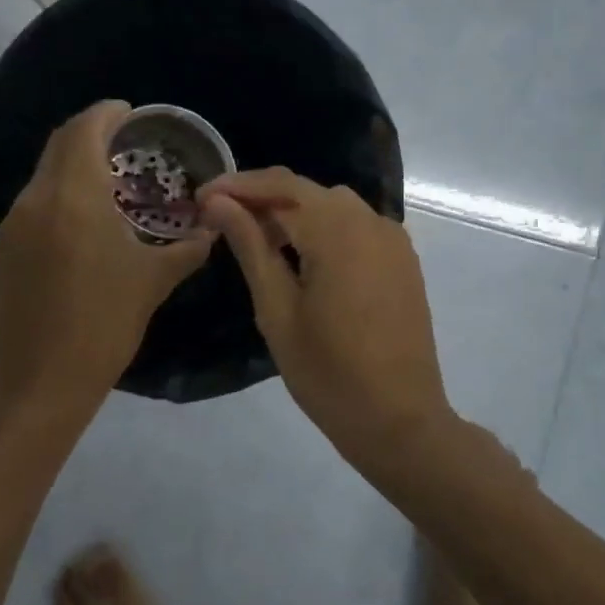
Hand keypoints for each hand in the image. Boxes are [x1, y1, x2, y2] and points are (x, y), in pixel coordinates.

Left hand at [0, 100, 212, 417]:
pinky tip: (83, 221)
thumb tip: (212, 228)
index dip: (106, 113)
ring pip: (44, 174)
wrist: (40, 381)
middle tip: (124, 142)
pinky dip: (59, 195)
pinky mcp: (4, 249)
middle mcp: (37, 200)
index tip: (130, 113)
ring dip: (73, 165)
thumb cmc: (104, 325)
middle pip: (59, 145)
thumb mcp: (154, 282)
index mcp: (74, 198)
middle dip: (90, 133)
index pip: (84, 130)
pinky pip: (34, 203)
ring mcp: (14, 224)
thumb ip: (187, 248)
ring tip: (109, 181)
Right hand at [198, 168, 453, 462]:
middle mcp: (371, 221)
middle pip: (308, 190)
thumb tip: (219, 203)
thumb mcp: (276, 310)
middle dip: (263, 197)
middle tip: (222, 220)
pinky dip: (324, 228)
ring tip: (258, 239)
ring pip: (333, 206)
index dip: (237, 185)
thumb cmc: (327, 372)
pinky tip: (302, 256)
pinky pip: (356, 226)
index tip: (201, 197)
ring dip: (293, 212)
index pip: (281, 185)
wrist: (398, 419)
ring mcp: (393, 240)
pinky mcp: (403, 260)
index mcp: (338, 231)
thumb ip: (250, 247)